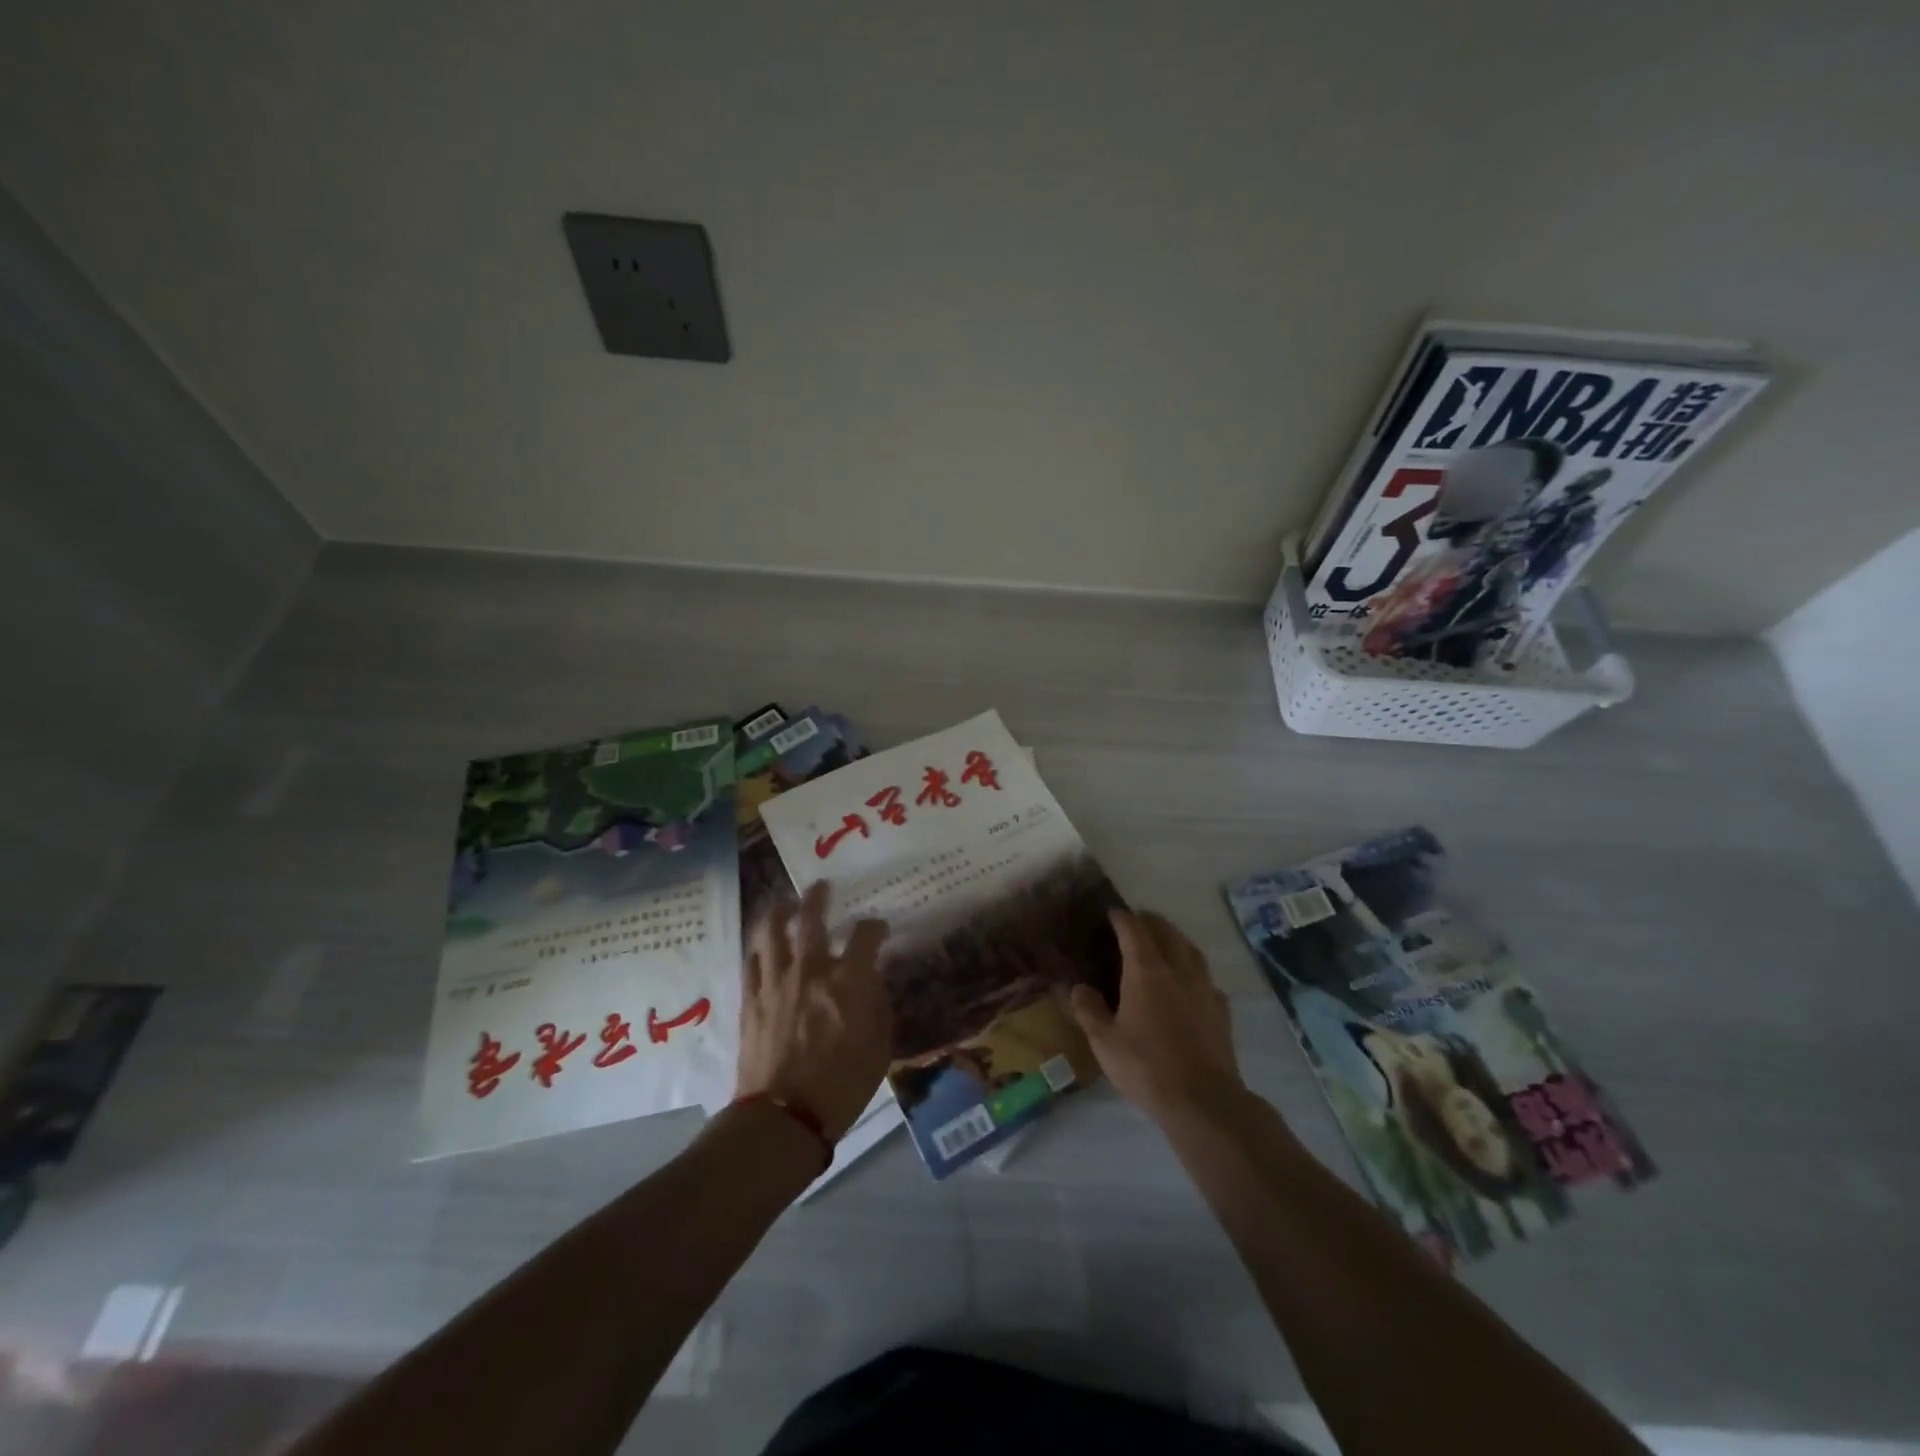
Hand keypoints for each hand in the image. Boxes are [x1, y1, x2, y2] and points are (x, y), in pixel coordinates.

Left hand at [734, 881, 891, 1141]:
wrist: (785, 1116)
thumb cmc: (843, 1085)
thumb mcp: (880, 1046)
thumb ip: (878, 1006)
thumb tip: (871, 983)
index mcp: (849, 979)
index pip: (865, 935)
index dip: (874, 926)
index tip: (877, 928)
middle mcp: (810, 969)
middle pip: (811, 917)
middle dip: (818, 896)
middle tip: (821, 886)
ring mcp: (776, 981)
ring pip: (771, 930)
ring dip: (780, 911)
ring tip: (785, 903)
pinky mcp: (751, 999)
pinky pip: (752, 960)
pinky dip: (760, 947)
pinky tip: (764, 946)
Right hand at [1067, 909, 1242, 1121]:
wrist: (1203, 1100)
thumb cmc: (1146, 1066)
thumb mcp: (1104, 1041)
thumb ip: (1088, 1009)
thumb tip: (1078, 988)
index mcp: (1145, 970)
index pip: (1133, 929)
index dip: (1121, 917)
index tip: (1111, 913)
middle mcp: (1178, 969)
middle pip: (1166, 931)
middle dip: (1149, 921)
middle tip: (1135, 923)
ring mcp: (1204, 987)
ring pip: (1190, 949)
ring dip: (1174, 939)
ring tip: (1163, 944)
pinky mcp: (1221, 1008)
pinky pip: (1206, 977)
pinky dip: (1193, 970)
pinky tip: (1188, 985)